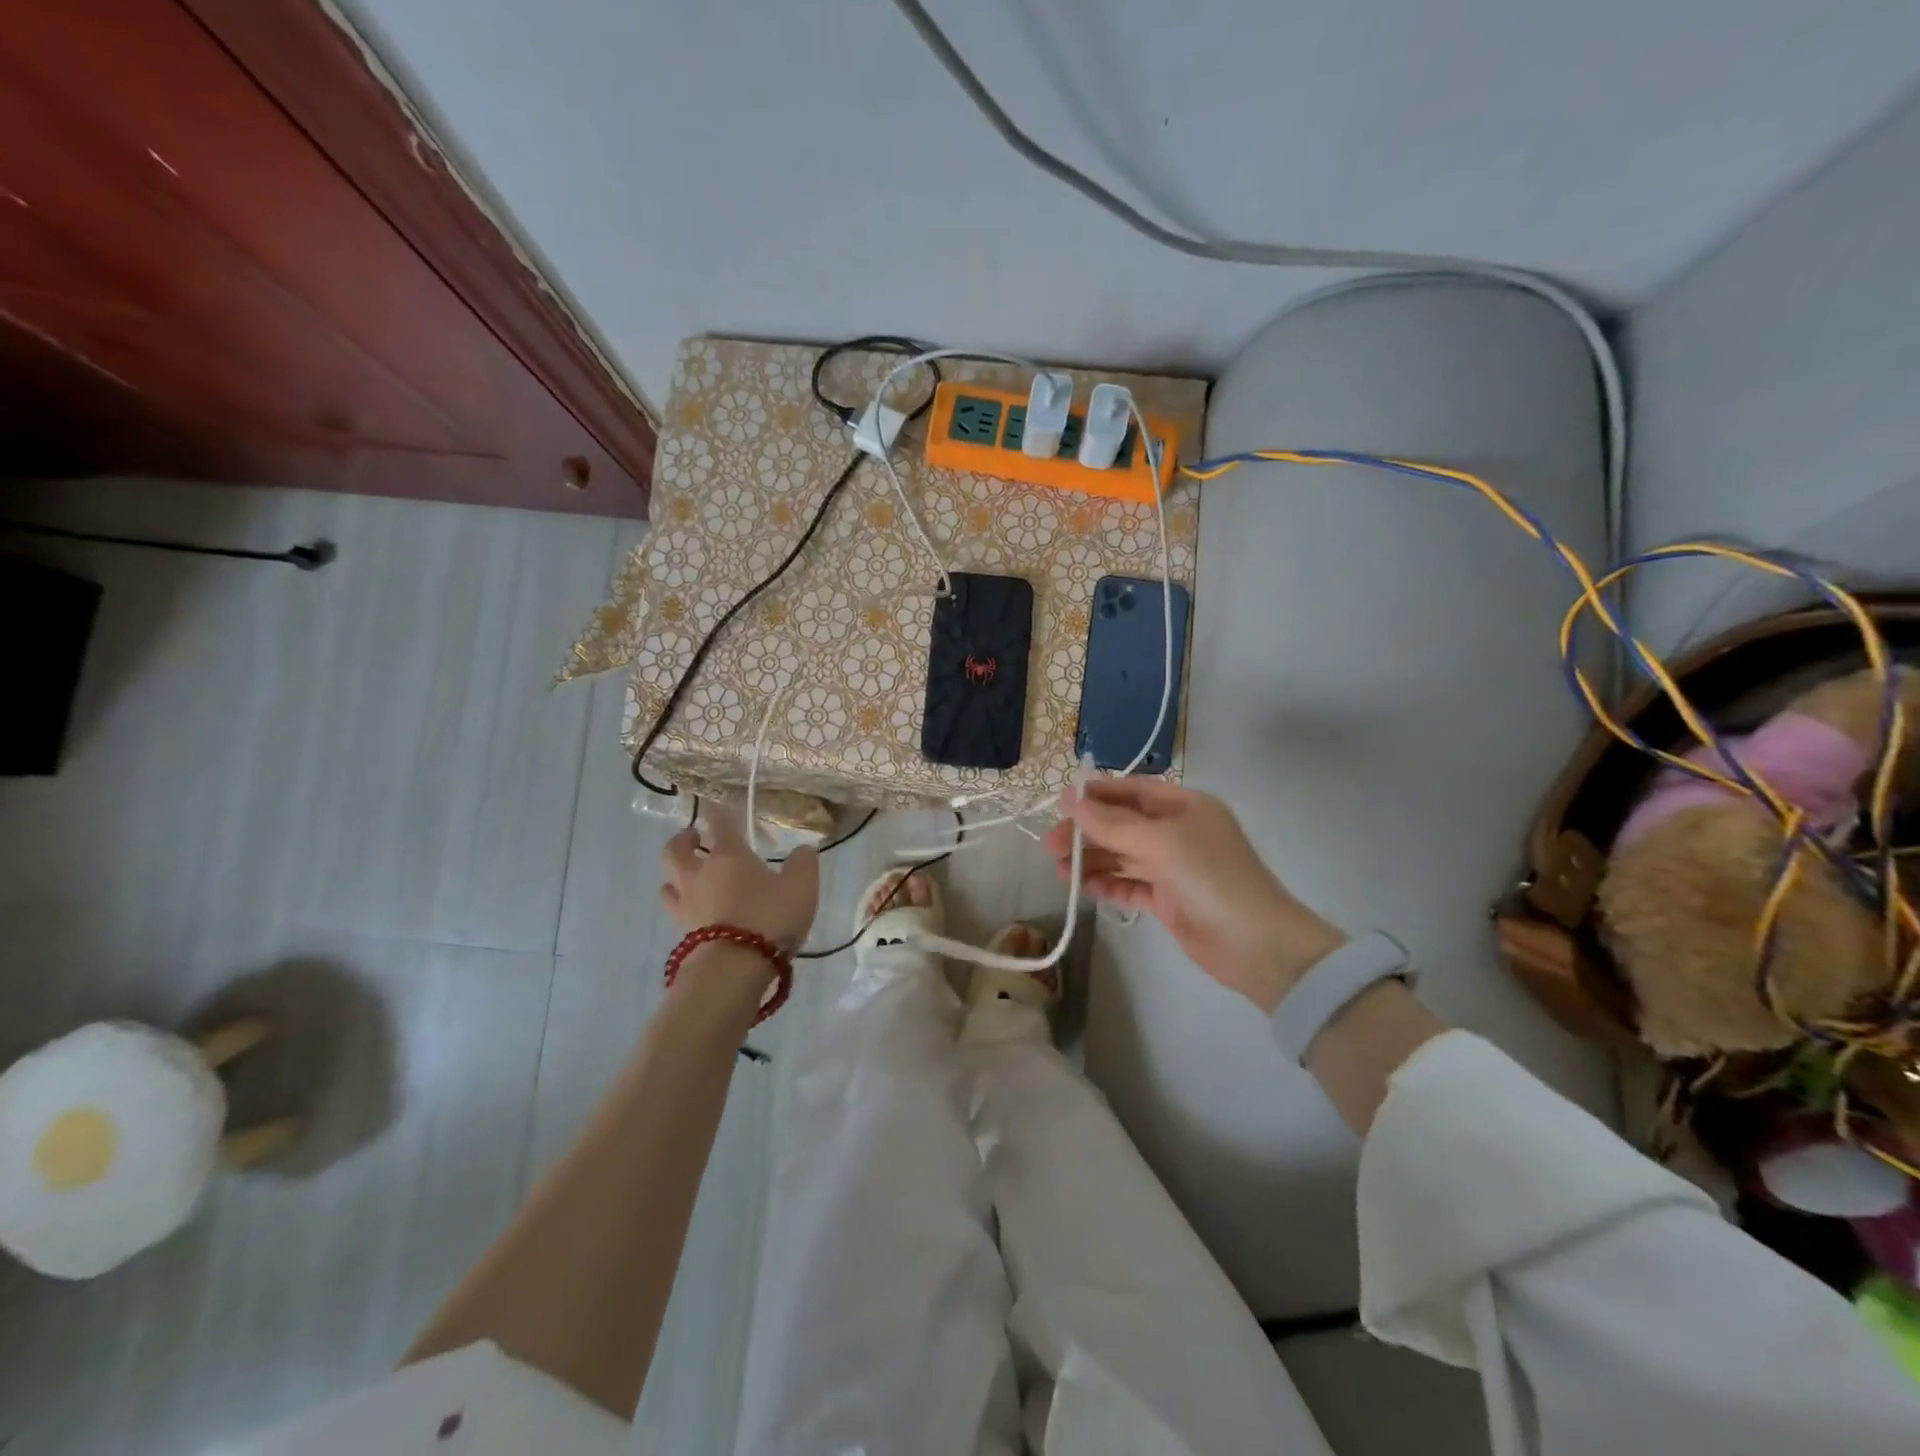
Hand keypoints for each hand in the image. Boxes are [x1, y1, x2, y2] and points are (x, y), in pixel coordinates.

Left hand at [659, 805, 819, 949]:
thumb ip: (803, 863)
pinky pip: (676, 911)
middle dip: (682, 840)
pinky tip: (697, 911)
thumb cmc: (769, 917)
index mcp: (727, 855)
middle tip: (693, 838)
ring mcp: (686, 905)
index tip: (718, 808)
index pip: (718, 822)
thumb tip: (803, 849)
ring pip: (668, 882)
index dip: (718, 812)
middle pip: (675, 850)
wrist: (734, 967)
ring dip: (676, 875)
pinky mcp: (682, 934)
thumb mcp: (801, 886)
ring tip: (690, 877)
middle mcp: (699, 874)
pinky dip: (683, 905)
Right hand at [1048, 779, 1345, 1012]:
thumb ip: (1111, 822)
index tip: (1061, 805)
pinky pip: (1131, 885)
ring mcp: (1174, 867)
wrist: (1257, 945)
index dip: (1097, 795)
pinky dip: (1108, 884)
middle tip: (1051, 847)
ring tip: (1060, 872)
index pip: (1133, 791)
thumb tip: (1069, 797)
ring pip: (1123, 856)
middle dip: (1088, 832)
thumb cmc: (1210, 878)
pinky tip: (1085, 889)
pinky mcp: (1170, 900)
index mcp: (1185, 807)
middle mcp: (1179, 832)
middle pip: (1123, 824)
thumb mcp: (1160, 841)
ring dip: (1093, 860)